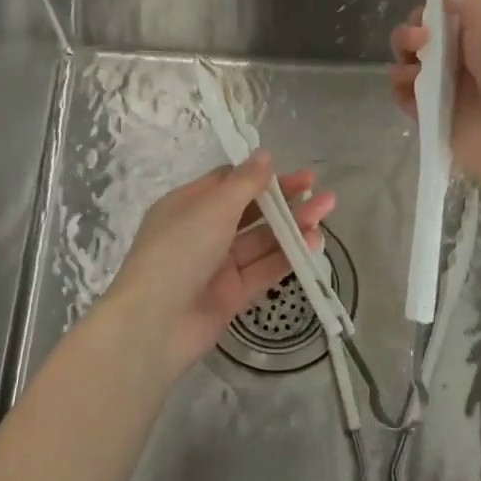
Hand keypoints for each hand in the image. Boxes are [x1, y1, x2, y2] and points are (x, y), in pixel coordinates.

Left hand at [103, 153, 334, 374]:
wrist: (155, 324)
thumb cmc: (179, 251)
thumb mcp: (212, 207)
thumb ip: (244, 183)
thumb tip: (264, 155)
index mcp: (187, 205)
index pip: (227, 183)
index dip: (258, 176)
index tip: (288, 170)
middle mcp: (201, 232)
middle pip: (249, 211)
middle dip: (283, 200)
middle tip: (318, 190)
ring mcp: (216, 266)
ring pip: (260, 240)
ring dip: (292, 226)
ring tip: (325, 211)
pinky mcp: (231, 295)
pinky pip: (263, 270)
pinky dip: (287, 256)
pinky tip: (314, 242)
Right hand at [389, 0, 480, 191]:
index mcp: (477, 32)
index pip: (442, 9)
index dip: (428, 0)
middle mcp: (458, 58)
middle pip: (418, 35)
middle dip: (411, 30)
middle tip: (422, 38)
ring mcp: (443, 88)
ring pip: (407, 63)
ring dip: (403, 58)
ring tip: (417, 68)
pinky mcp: (430, 116)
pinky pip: (403, 96)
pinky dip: (401, 89)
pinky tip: (411, 88)